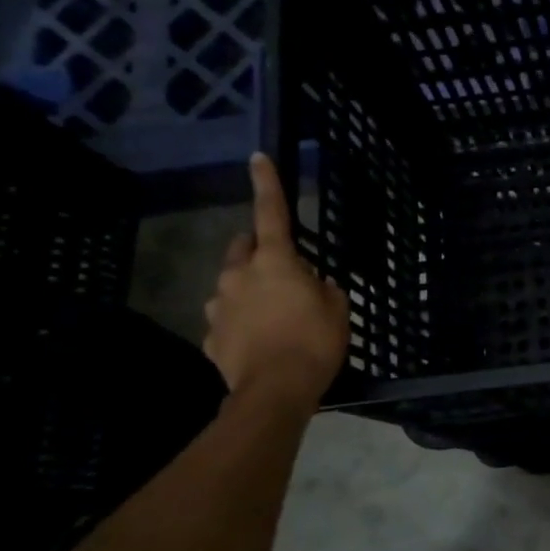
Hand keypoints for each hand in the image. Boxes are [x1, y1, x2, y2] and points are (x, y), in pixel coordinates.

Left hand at [202, 154, 349, 404]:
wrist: (275, 391)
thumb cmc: (315, 342)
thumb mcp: (338, 311)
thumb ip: (326, 289)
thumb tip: (317, 284)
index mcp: (275, 262)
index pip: (272, 213)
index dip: (267, 184)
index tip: (258, 158)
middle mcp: (239, 276)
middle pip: (242, 247)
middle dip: (257, 249)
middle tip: (281, 267)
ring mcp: (220, 306)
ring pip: (231, 285)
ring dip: (249, 290)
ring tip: (273, 315)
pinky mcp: (211, 337)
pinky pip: (227, 320)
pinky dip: (241, 323)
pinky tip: (259, 342)